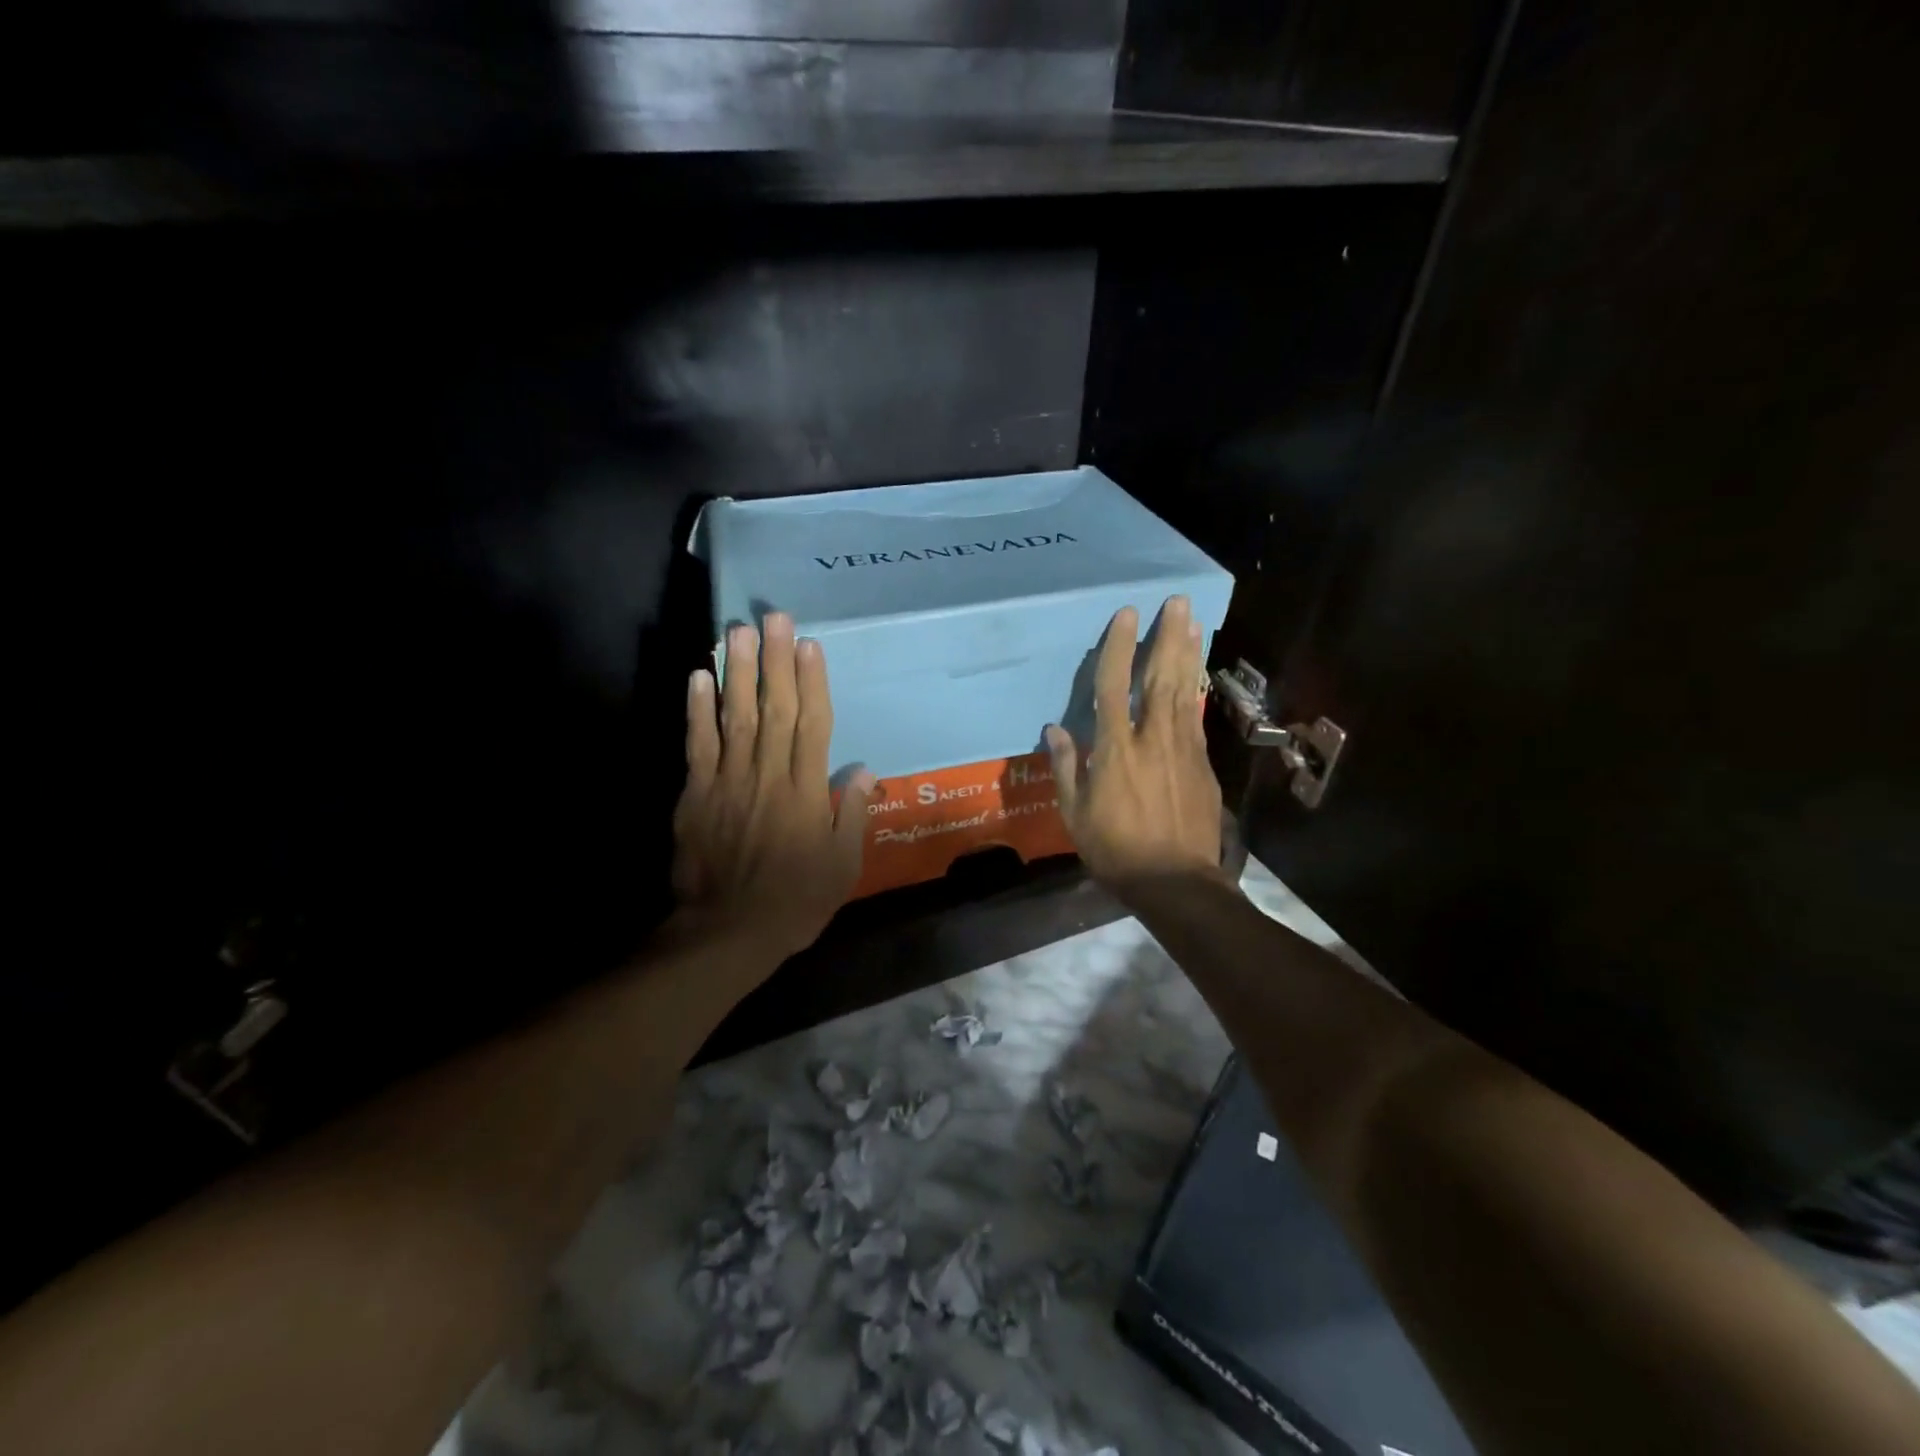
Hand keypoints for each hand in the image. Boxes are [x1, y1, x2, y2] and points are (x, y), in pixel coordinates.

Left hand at [672, 613, 876, 961]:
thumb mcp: (842, 866)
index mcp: (806, 792)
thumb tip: (861, 769)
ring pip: (735, 717)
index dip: (812, 682)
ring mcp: (728, 782)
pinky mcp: (696, 795)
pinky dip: (697, 710)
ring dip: (737, 672)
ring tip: (737, 630)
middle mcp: (768, 776)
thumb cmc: (795, 901)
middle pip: (775, 709)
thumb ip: (850, 814)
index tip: (809, 644)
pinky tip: (698, 676)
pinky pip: (697, 745)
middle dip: (775, 660)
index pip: (812, 725)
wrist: (727, 932)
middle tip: (774, 617)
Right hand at [1045, 595, 1229, 895]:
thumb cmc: (1116, 850)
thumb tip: (1055, 729)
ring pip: (1185, 691)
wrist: (1176, 882)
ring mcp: (1183, 749)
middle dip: (1168, 637)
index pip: (1115, 686)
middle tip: (1178, 601)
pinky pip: (1195, 716)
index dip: (1119, 647)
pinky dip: (1195, 689)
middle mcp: (1152, 739)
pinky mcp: (1202, 764)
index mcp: (1115, 750)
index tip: (1126, 614)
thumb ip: (1066, 767)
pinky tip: (1196, 673)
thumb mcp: (1075, 814)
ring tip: (1193, 622)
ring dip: (1188, 653)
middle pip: (1161, 677)